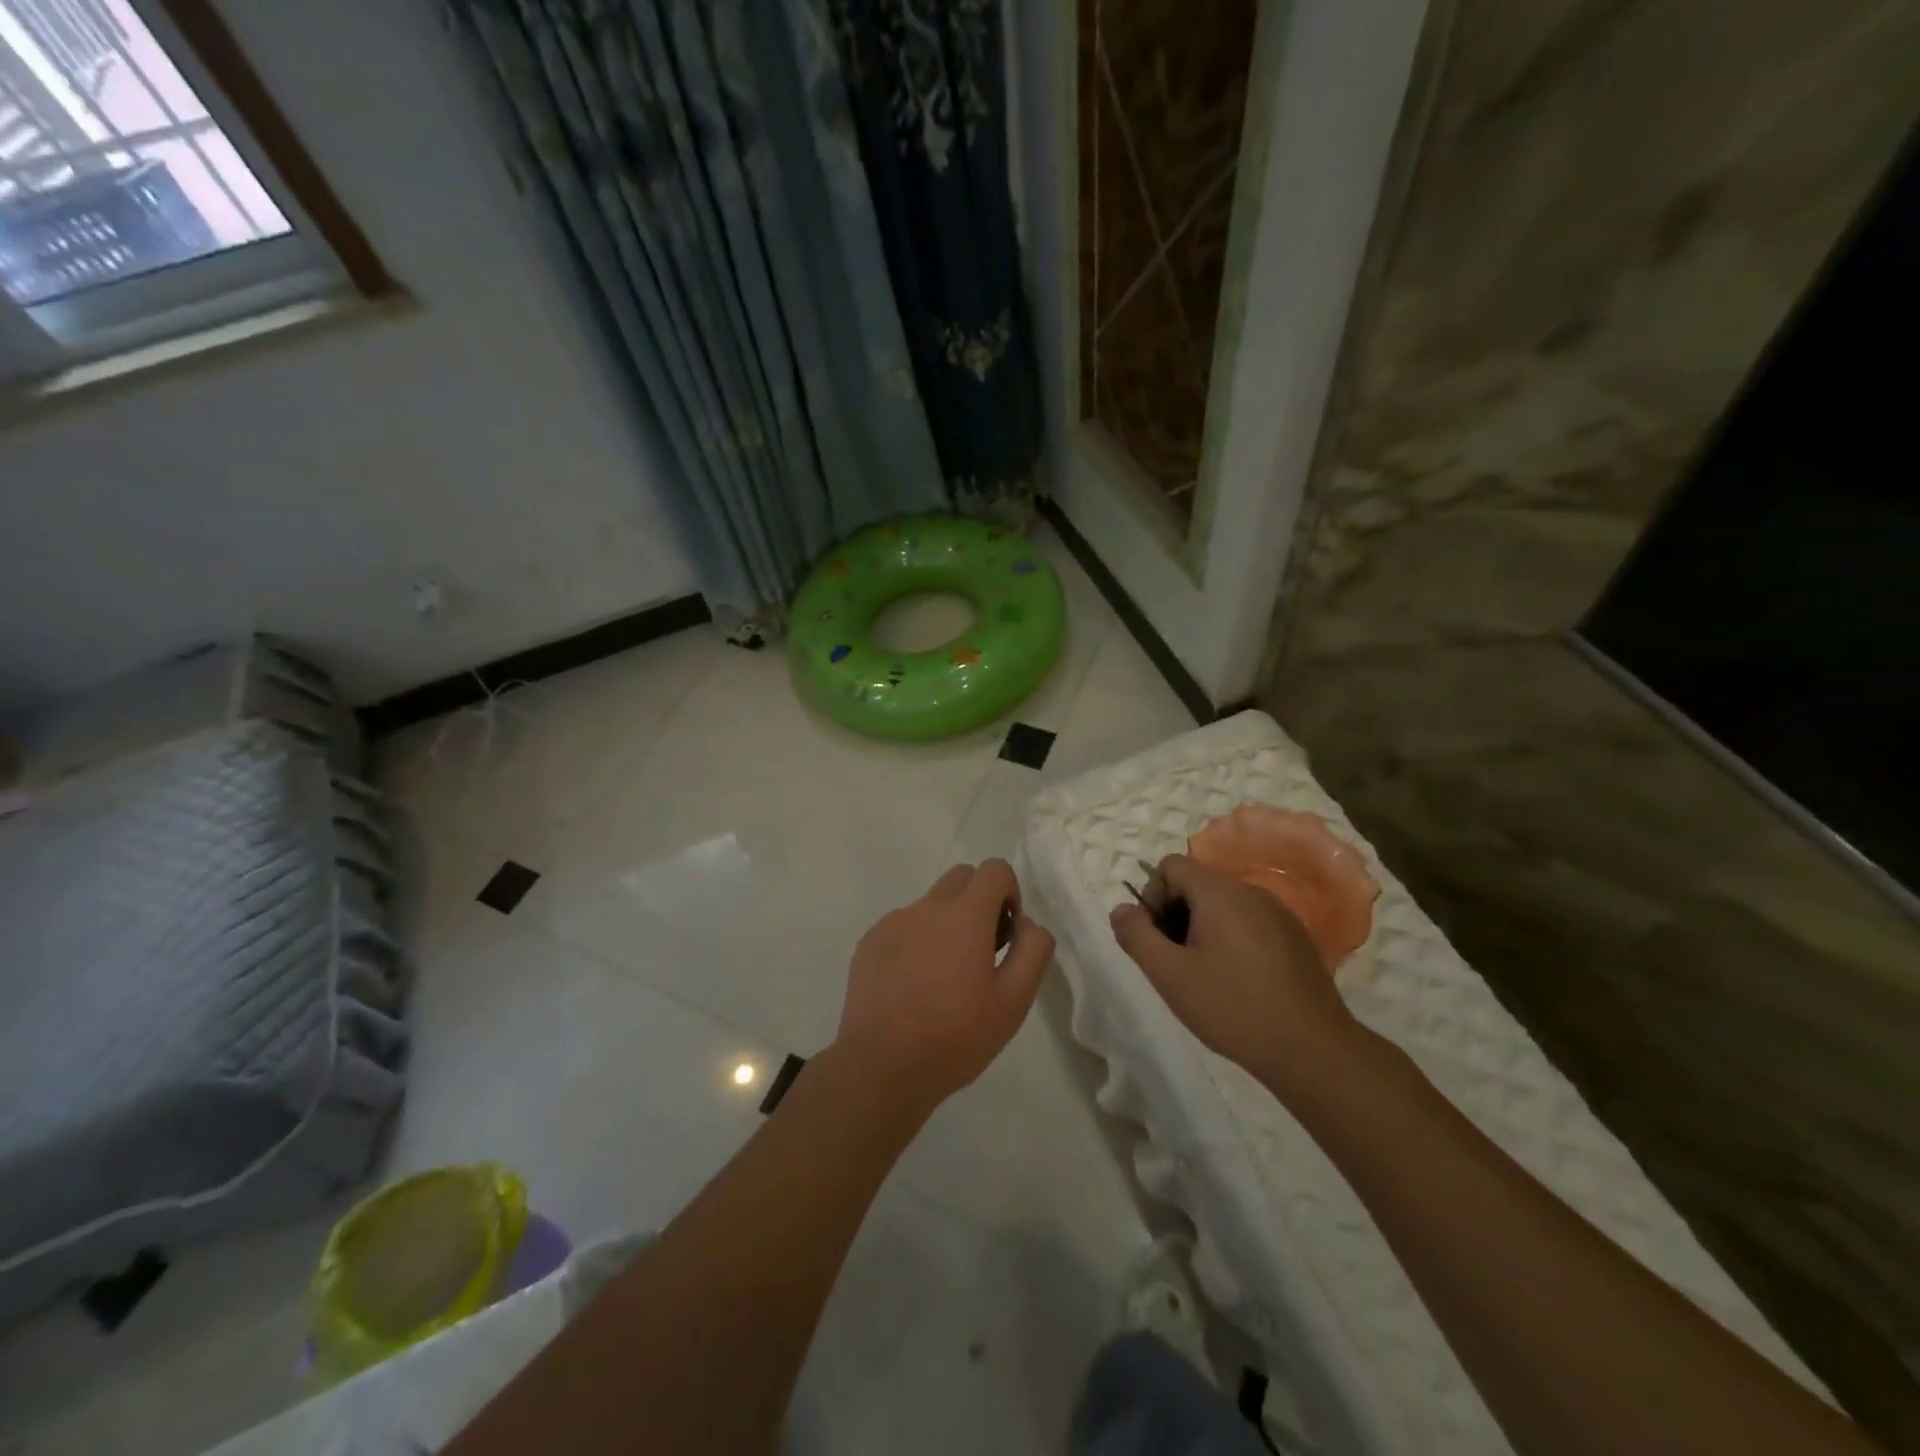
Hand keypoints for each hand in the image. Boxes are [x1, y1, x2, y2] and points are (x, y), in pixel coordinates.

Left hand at [835, 859, 1054, 1114]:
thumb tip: (1027, 924)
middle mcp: (927, 907)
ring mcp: (893, 922)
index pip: (994, 869)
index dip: (1009, 893)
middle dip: (979, 901)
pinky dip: (916, 942)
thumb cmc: (955, 1036)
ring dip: (946, 924)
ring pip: (931, 904)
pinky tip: (913, 987)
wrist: (882, 1066)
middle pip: (961, 877)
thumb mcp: (1014, 1002)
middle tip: (981, 951)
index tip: (1005, 935)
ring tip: (944, 979)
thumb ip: (1032, 951)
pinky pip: (903, 926)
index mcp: (965, 915)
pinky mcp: (869, 942)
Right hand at [1110, 854, 1363, 1102]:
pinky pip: (1249, 922)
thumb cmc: (1231, 1006)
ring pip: (1223, 905)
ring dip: (1202, 929)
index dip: (1152, 895)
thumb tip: (1121, 909)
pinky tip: (1237, 982)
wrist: (1311, 1048)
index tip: (1155, 938)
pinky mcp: (1295, 938)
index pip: (1171, 865)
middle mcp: (1250, 891)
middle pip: (1197, 883)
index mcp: (1219, 892)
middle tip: (1174, 961)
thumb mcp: (1169, 974)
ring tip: (1203, 975)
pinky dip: (1231, 939)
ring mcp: (1278, 913)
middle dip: (1175, 914)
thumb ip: (1136, 935)